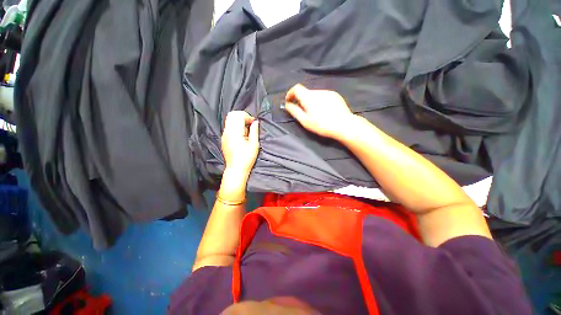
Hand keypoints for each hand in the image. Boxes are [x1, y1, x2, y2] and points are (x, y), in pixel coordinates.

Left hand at [221, 111, 259, 176]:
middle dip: (242, 116)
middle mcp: (227, 132)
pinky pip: (228, 127)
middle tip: (250, 124)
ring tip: (246, 131)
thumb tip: (255, 122)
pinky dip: (235, 127)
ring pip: (229, 120)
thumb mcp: (254, 145)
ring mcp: (224, 135)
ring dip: (239, 121)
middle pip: (232, 115)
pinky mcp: (223, 139)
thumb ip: (254, 131)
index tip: (253, 123)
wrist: (236, 169)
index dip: (247, 116)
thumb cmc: (246, 158)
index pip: (238, 115)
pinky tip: (241, 135)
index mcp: (235, 133)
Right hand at [284, 84, 355, 139]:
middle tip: (302, 111)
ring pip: (314, 94)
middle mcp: (318, 91)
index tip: (289, 101)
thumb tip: (287, 105)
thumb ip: (294, 111)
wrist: (344, 125)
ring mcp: (328, 92)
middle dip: (301, 100)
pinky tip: (324, 111)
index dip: (290, 93)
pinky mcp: (335, 95)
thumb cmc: (322, 125)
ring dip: (311, 101)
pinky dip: (319, 101)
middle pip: (305, 92)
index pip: (296, 88)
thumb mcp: (305, 120)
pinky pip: (323, 96)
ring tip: (314, 113)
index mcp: (309, 97)